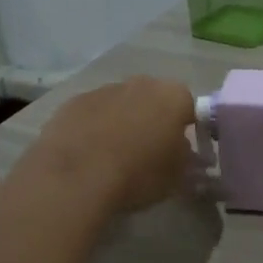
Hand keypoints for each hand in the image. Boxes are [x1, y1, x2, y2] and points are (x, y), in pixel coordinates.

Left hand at [18, 76, 196, 214]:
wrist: (76, 178)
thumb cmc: (137, 175)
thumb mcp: (176, 176)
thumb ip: (184, 157)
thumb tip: (180, 148)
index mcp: (173, 97)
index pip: (189, 106)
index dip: (186, 127)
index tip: (179, 149)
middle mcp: (141, 84)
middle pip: (153, 99)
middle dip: (153, 119)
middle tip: (148, 149)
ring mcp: (104, 89)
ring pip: (121, 103)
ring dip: (122, 121)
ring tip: (114, 154)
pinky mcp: (73, 101)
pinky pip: (93, 112)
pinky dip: (94, 126)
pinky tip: (88, 152)